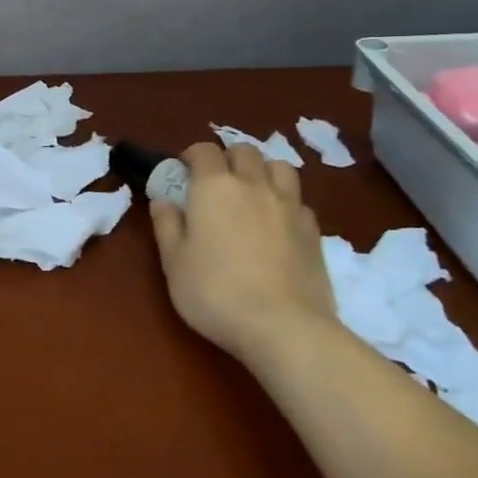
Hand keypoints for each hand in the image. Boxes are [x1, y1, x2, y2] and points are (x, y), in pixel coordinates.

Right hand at [148, 143, 335, 360]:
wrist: (283, 327)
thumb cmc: (216, 292)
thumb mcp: (174, 262)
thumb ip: (167, 225)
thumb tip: (164, 201)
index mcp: (214, 186)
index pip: (204, 150)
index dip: (192, 156)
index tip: (183, 172)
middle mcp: (253, 185)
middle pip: (245, 151)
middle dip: (228, 158)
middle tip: (217, 182)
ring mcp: (289, 205)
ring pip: (279, 167)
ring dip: (263, 171)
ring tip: (253, 193)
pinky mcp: (314, 230)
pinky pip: (299, 200)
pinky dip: (286, 202)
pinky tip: (278, 223)